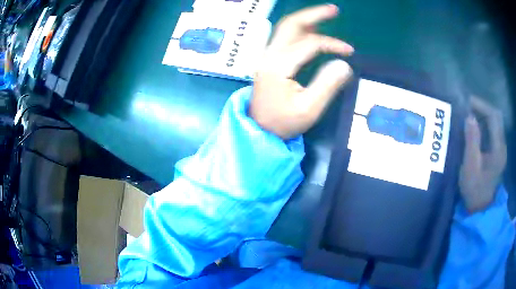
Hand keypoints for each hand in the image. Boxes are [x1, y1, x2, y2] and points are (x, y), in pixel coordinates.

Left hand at [250, 4, 353, 138]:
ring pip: (285, 28)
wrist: (259, 128)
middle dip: (313, 14)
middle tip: (333, 9)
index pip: (309, 43)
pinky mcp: (269, 60)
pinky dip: (300, 30)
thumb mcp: (308, 109)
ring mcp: (267, 56)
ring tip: (325, 15)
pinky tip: (311, 29)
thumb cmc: (283, 122)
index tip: (349, 51)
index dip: (332, 44)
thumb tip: (344, 64)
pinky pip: (284, 37)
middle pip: (290, 24)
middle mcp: (269, 55)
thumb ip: (327, 85)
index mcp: (279, 65)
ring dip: (306, 19)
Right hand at [459, 96, 506, 212]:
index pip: (493, 116)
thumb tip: (469, 116)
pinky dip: (485, 123)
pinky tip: (476, 127)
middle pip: (496, 116)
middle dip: (482, 107)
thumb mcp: (470, 167)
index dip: (481, 105)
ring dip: (483, 114)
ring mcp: (501, 148)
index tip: (467, 101)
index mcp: (498, 149)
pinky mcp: (498, 151)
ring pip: (495, 121)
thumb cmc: (475, 190)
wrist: (481, 208)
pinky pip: (493, 130)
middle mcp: (502, 145)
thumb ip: (471, 141)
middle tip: (468, 107)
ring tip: (470, 114)